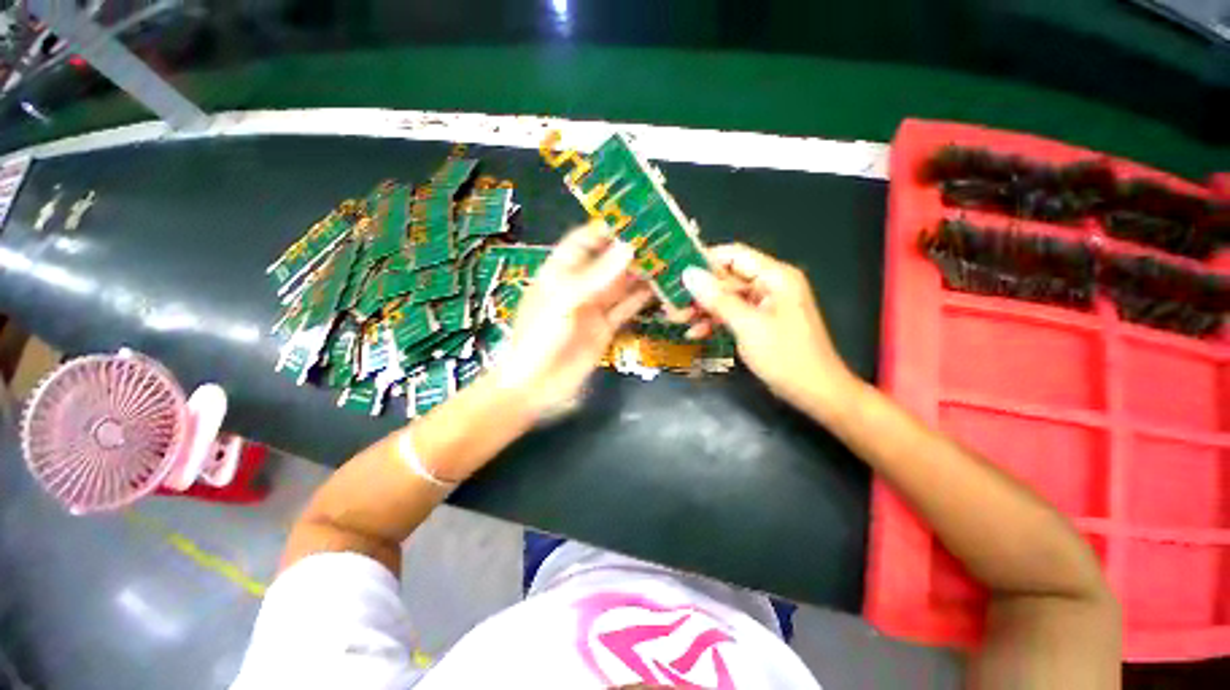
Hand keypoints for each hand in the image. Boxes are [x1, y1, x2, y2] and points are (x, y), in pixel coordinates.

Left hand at [494, 222, 653, 414]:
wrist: (535, 386)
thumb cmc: (539, 338)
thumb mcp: (563, 301)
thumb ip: (596, 276)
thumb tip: (629, 248)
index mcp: (561, 271)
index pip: (585, 241)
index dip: (608, 228)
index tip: (637, 217)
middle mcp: (580, 285)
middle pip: (609, 261)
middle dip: (633, 250)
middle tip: (664, 237)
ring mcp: (595, 307)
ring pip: (623, 284)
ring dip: (643, 273)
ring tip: (670, 259)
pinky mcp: (607, 327)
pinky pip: (628, 308)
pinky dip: (644, 299)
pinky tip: (662, 289)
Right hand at [681, 243, 858, 411]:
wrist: (815, 392)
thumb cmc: (785, 356)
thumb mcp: (748, 326)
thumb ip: (717, 299)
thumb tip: (688, 274)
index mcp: (775, 276)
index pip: (734, 255)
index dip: (704, 260)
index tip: (676, 271)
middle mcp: (769, 285)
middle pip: (727, 278)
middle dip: (699, 291)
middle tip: (671, 302)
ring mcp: (764, 305)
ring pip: (726, 298)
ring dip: (703, 308)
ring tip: (677, 319)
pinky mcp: (759, 322)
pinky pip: (732, 314)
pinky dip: (714, 321)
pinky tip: (695, 333)